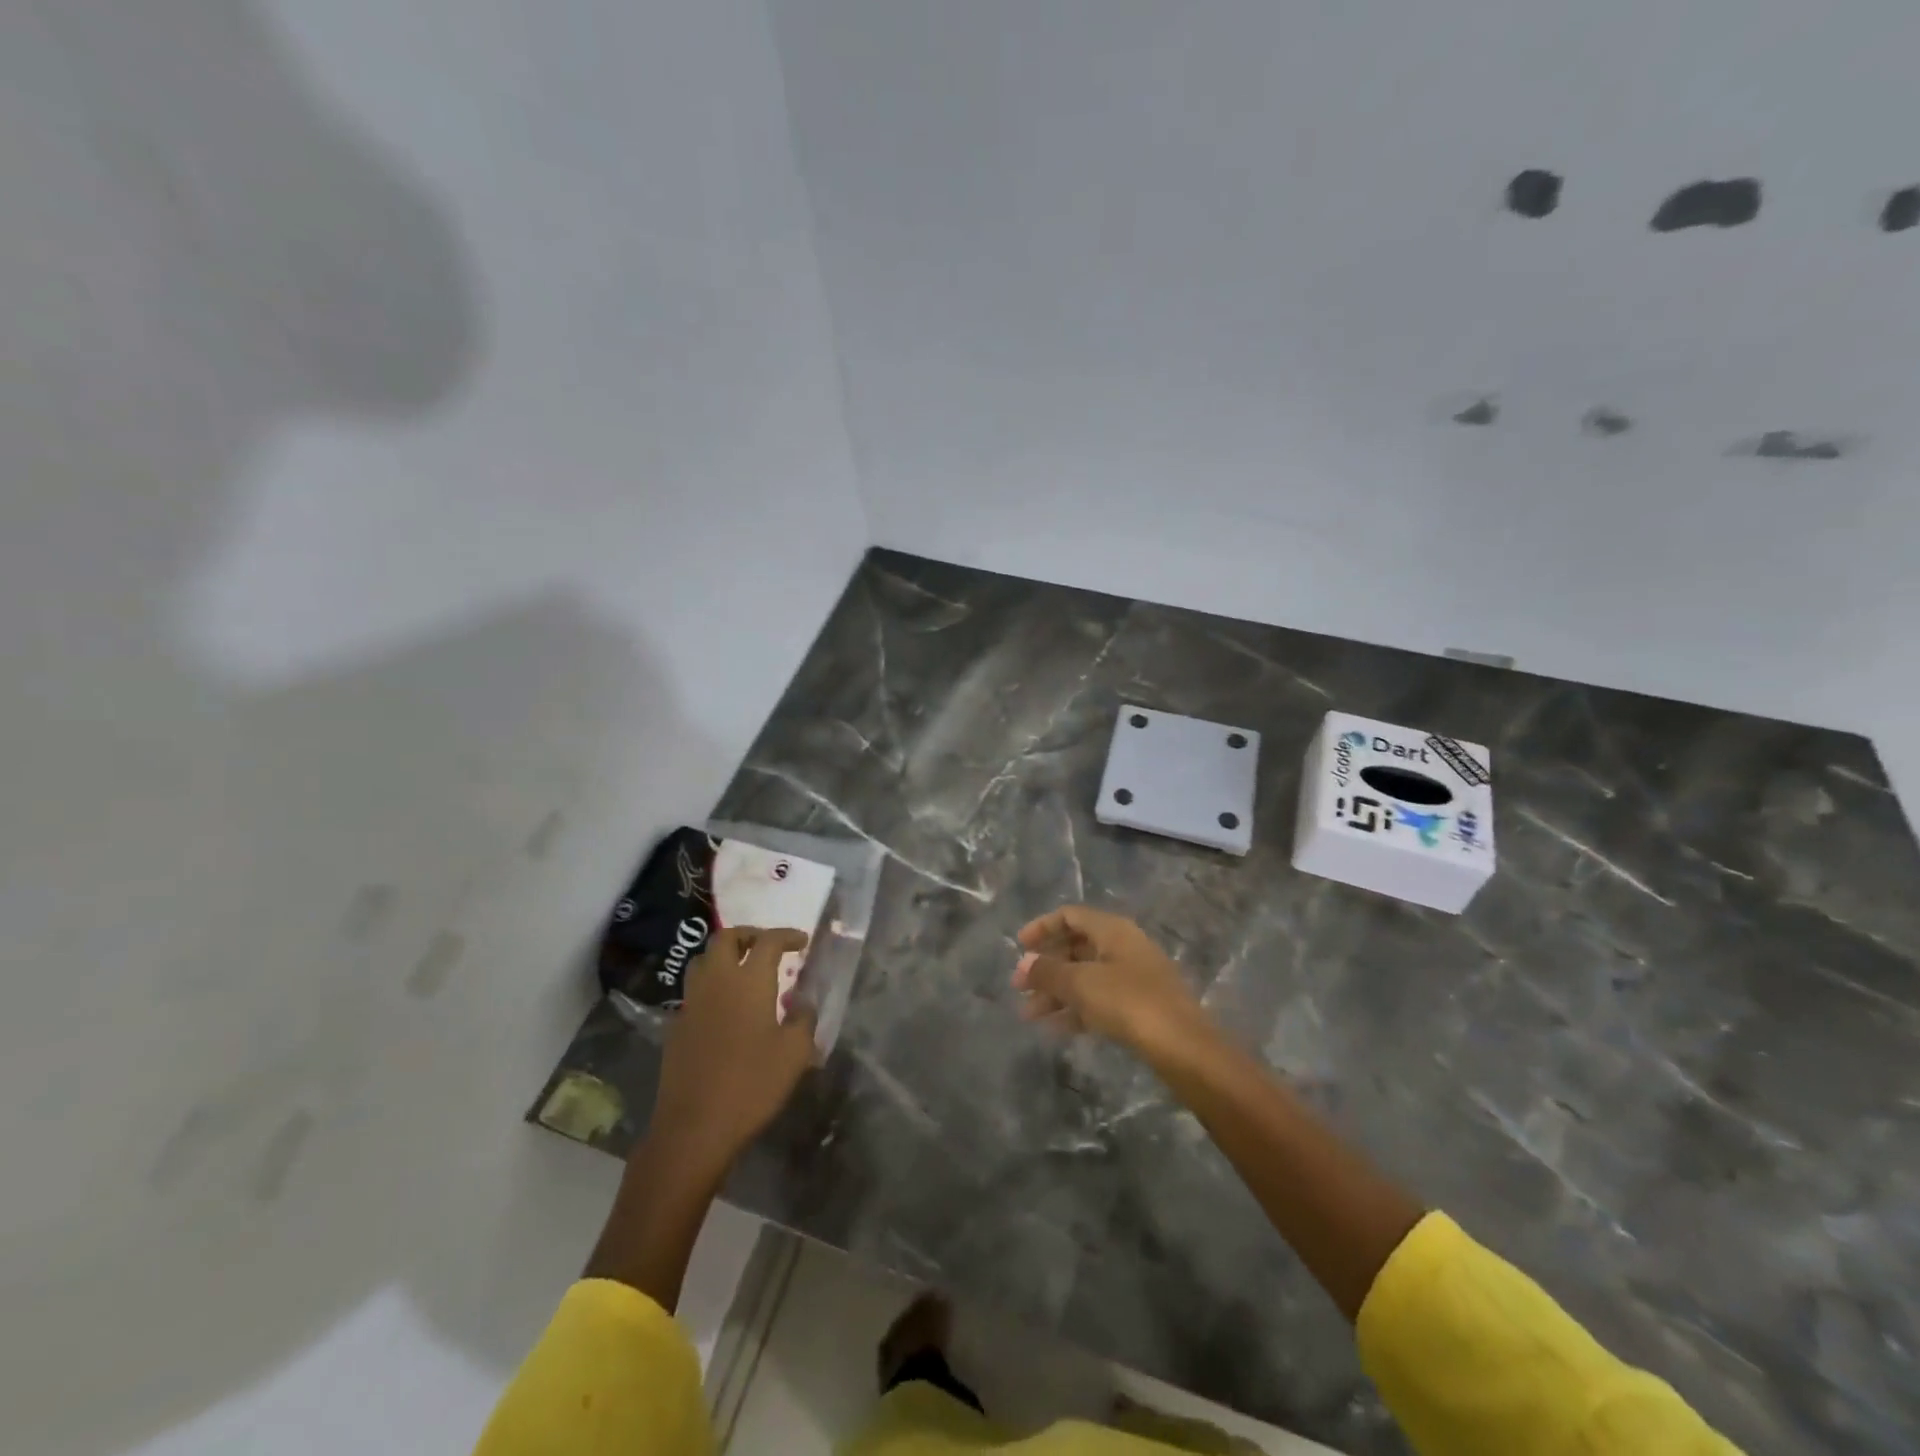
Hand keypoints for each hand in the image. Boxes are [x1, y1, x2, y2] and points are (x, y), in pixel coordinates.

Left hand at [652, 926, 815, 1178]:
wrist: (694, 1127)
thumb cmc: (752, 1084)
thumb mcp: (795, 1053)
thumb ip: (803, 1018)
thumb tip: (803, 1001)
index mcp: (748, 981)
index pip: (768, 941)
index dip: (786, 935)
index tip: (801, 942)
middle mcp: (716, 981)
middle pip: (725, 938)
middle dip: (748, 934)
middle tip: (767, 946)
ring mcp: (691, 1003)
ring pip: (703, 960)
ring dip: (725, 956)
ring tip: (744, 970)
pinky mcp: (676, 1026)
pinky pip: (694, 990)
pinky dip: (711, 985)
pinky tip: (725, 1007)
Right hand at [1012, 905, 1214, 1063]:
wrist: (1183, 1047)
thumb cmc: (1129, 1003)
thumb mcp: (1081, 984)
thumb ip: (1048, 972)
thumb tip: (1023, 964)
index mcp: (1113, 930)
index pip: (1070, 916)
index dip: (1042, 927)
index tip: (1018, 947)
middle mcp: (1124, 946)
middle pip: (1076, 947)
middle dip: (1045, 967)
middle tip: (1019, 989)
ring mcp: (1134, 977)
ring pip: (1086, 976)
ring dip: (1056, 992)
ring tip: (1029, 1016)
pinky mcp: (1140, 1006)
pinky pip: (1099, 999)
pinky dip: (1076, 1009)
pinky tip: (1056, 1029)